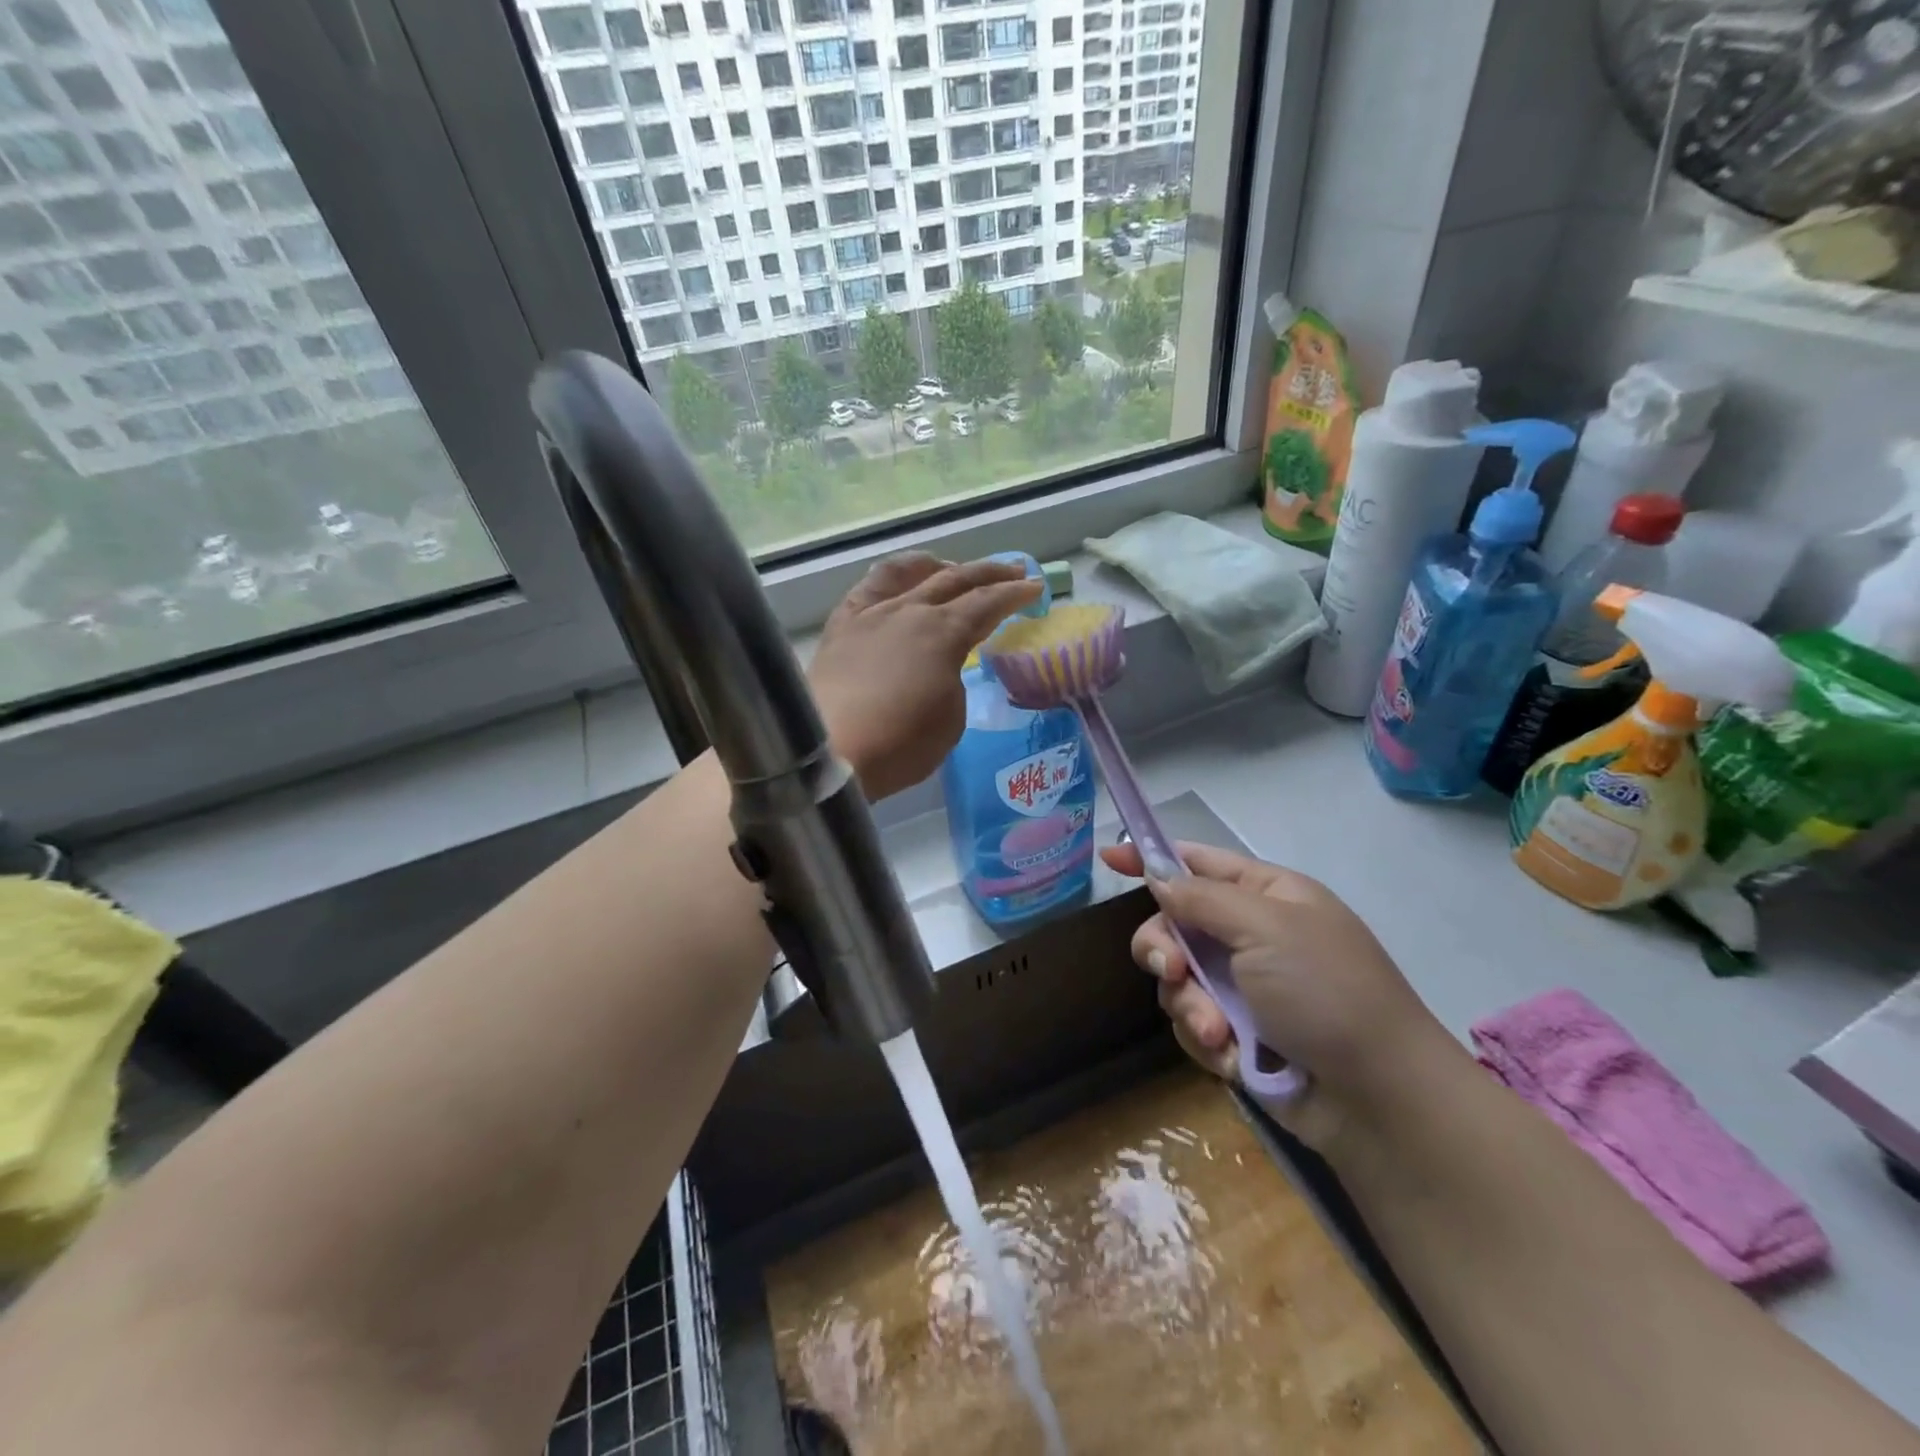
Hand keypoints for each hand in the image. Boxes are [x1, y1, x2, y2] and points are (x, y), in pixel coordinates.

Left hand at [810, 554, 1041, 801]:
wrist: (830, 752)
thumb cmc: (900, 744)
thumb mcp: (950, 718)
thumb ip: (953, 681)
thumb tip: (941, 667)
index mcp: (943, 633)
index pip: (988, 603)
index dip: (1016, 594)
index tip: (1035, 589)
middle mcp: (909, 611)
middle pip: (956, 580)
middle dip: (990, 573)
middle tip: (1013, 570)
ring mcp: (871, 614)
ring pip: (909, 573)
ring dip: (938, 567)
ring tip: (951, 569)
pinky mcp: (840, 627)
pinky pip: (868, 588)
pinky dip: (890, 577)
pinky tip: (896, 583)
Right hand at [1099, 840, 1464, 1148]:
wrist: (1378, 1099)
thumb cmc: (1327, 992)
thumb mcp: (1265, 928)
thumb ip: (1201, 898)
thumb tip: (1158, 876)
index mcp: (1267, 895)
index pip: (1197, 862)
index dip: (1153, 859)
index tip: (1109, 858)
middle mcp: (1251, 935)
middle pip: (1175, 924)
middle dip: (1165, 949)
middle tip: (1172, 972)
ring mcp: (1244, 987)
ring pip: (1177, 980)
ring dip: (1190, 1005)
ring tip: (1219, 1031)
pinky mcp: (1237, 1033)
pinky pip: (1192, 1022)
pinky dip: (1207, 1039)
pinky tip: (1234, 1056)